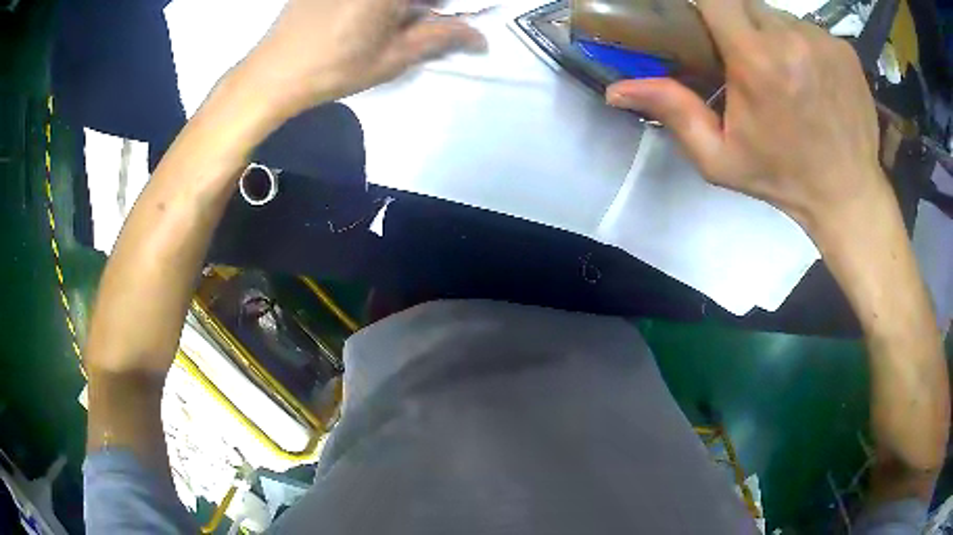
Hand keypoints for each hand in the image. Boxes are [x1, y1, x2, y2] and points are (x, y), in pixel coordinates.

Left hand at [246, 0, 485, 115]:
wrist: (271, 75)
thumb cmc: (334, 68)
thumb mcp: (393, 56)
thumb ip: (441, 38)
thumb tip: (480, 38)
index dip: (452, 7)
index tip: (452, 17)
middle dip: (428, 5)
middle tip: (431, 18)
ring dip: (405, 5)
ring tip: (400, 21)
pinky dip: (381, 5)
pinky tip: (372, 16)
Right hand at [606, 0, 886, 235]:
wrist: (848, 195)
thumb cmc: (783, 179)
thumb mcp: (720, 158)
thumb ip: (673, 112)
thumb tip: (617, 90)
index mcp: (758, 61)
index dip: (704, 1)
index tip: (701, 16)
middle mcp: (792, 39)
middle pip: (747, 3)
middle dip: (737, 21)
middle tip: (744, 57)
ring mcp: (823, 41)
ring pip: (779, 15)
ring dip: (771, 34)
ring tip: (782, 72)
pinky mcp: (844, 49)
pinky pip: (809, 29)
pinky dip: (801, 44)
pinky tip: (810, 77)